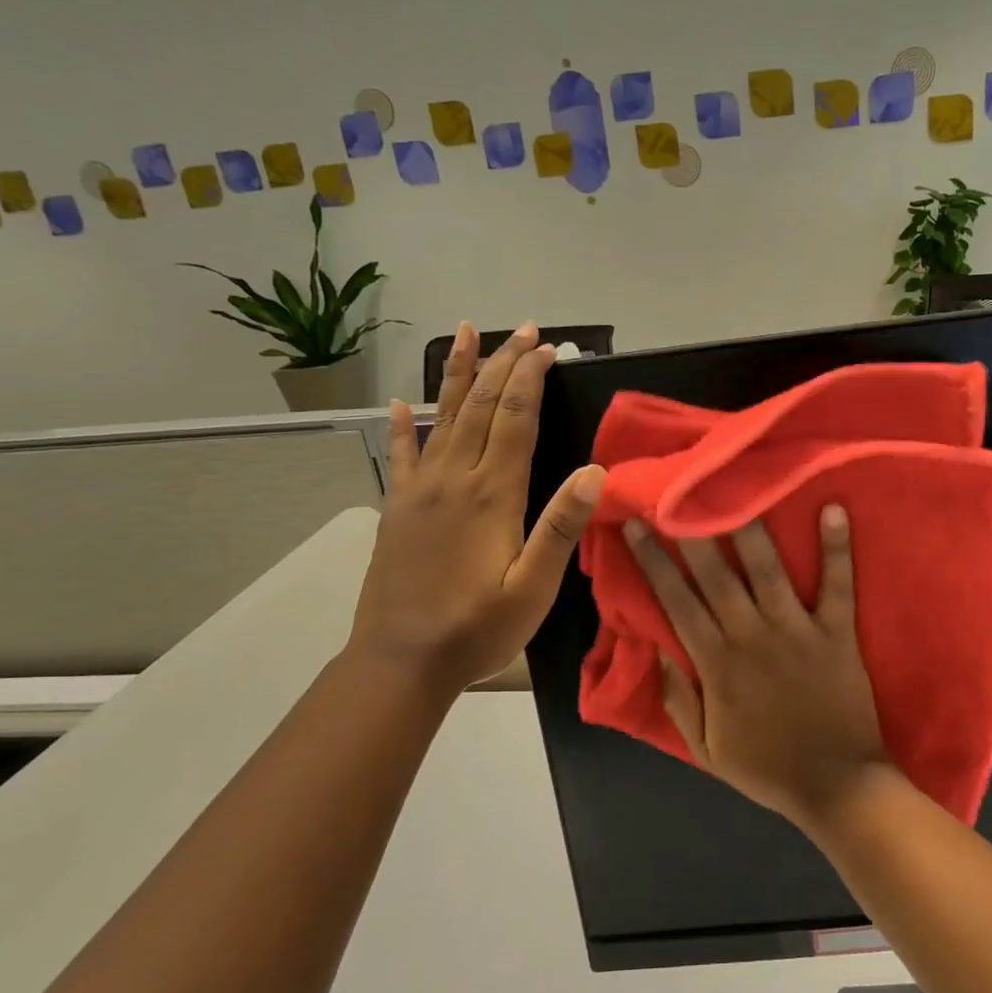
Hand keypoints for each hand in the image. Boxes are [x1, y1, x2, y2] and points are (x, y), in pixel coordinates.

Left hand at [348, 322, 604, 700]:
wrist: (401, 662)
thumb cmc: (477, 628)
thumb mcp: (533, 588)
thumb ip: (561, 527)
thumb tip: (594, 472)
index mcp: (491, 494)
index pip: (515, 419)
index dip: (530, 378)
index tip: (547, 348)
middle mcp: (453, 480)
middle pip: (480, 406)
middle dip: (503, 363)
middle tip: (523, 330)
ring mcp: (419, 491)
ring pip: (442, 417)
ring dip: (457, 373)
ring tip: (464, 333)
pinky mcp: (397, 509)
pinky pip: (401, 455)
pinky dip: (403, 426)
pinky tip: (399, 405)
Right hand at [624, 507, 893, 829]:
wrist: (838, 787)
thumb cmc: (768, 768)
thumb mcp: (707, 749)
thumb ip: (679, 700)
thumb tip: (658, 651)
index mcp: (717, 664)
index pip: (676, 603)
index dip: (653, 562)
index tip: (637, 526)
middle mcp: (751, 636)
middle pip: (715, 576)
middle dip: (690, 532)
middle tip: (674, 491)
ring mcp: (797, 630)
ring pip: (768, 570)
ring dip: (751, 528)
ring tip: (738, 487)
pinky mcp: (836, 633)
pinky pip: (837, 585)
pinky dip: (837, 548)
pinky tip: (833, 509)